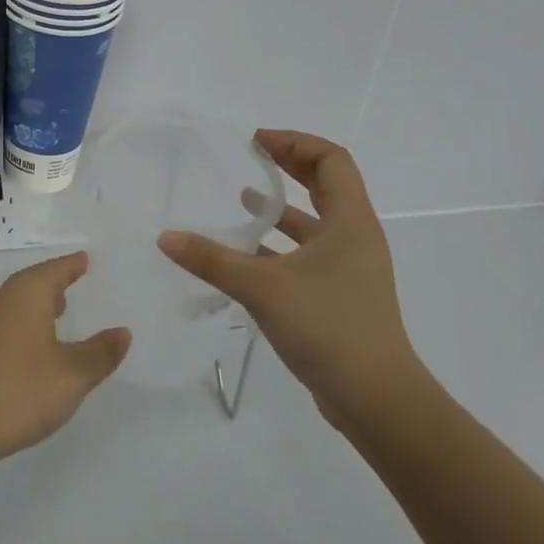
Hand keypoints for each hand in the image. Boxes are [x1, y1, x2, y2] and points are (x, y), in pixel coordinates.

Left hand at [0, 253, 130, 468]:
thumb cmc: (21, 390)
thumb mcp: (72, 374)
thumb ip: (100, 352)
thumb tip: (123, 332)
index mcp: (28, 294)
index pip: (55, 270)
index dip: (72, 265)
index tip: (85, 259)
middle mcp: (4, 300)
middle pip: (33, 281)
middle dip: (55, 280)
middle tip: (75, 278)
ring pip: (18, 301)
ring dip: (39, 302)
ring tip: (60, 309)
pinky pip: (8, 320)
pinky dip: (27, 321)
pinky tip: (35, 343)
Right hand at [157, 130, 425, 431]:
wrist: (377, 401)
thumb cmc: (329, 328)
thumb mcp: (264, 288)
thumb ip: (213, 260)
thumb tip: (166, 237)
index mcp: (350, 222)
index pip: (332, 160)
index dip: (295, 143)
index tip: (257, 143)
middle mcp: (355, 238)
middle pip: (326, 184)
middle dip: (289, 166)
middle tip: (252, 156)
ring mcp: (349, 269)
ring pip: (315, 222)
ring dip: (281, 207)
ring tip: (242, 199)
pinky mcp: (338, 296)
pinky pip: (306, 254)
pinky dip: (278, 244)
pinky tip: (244, 253)